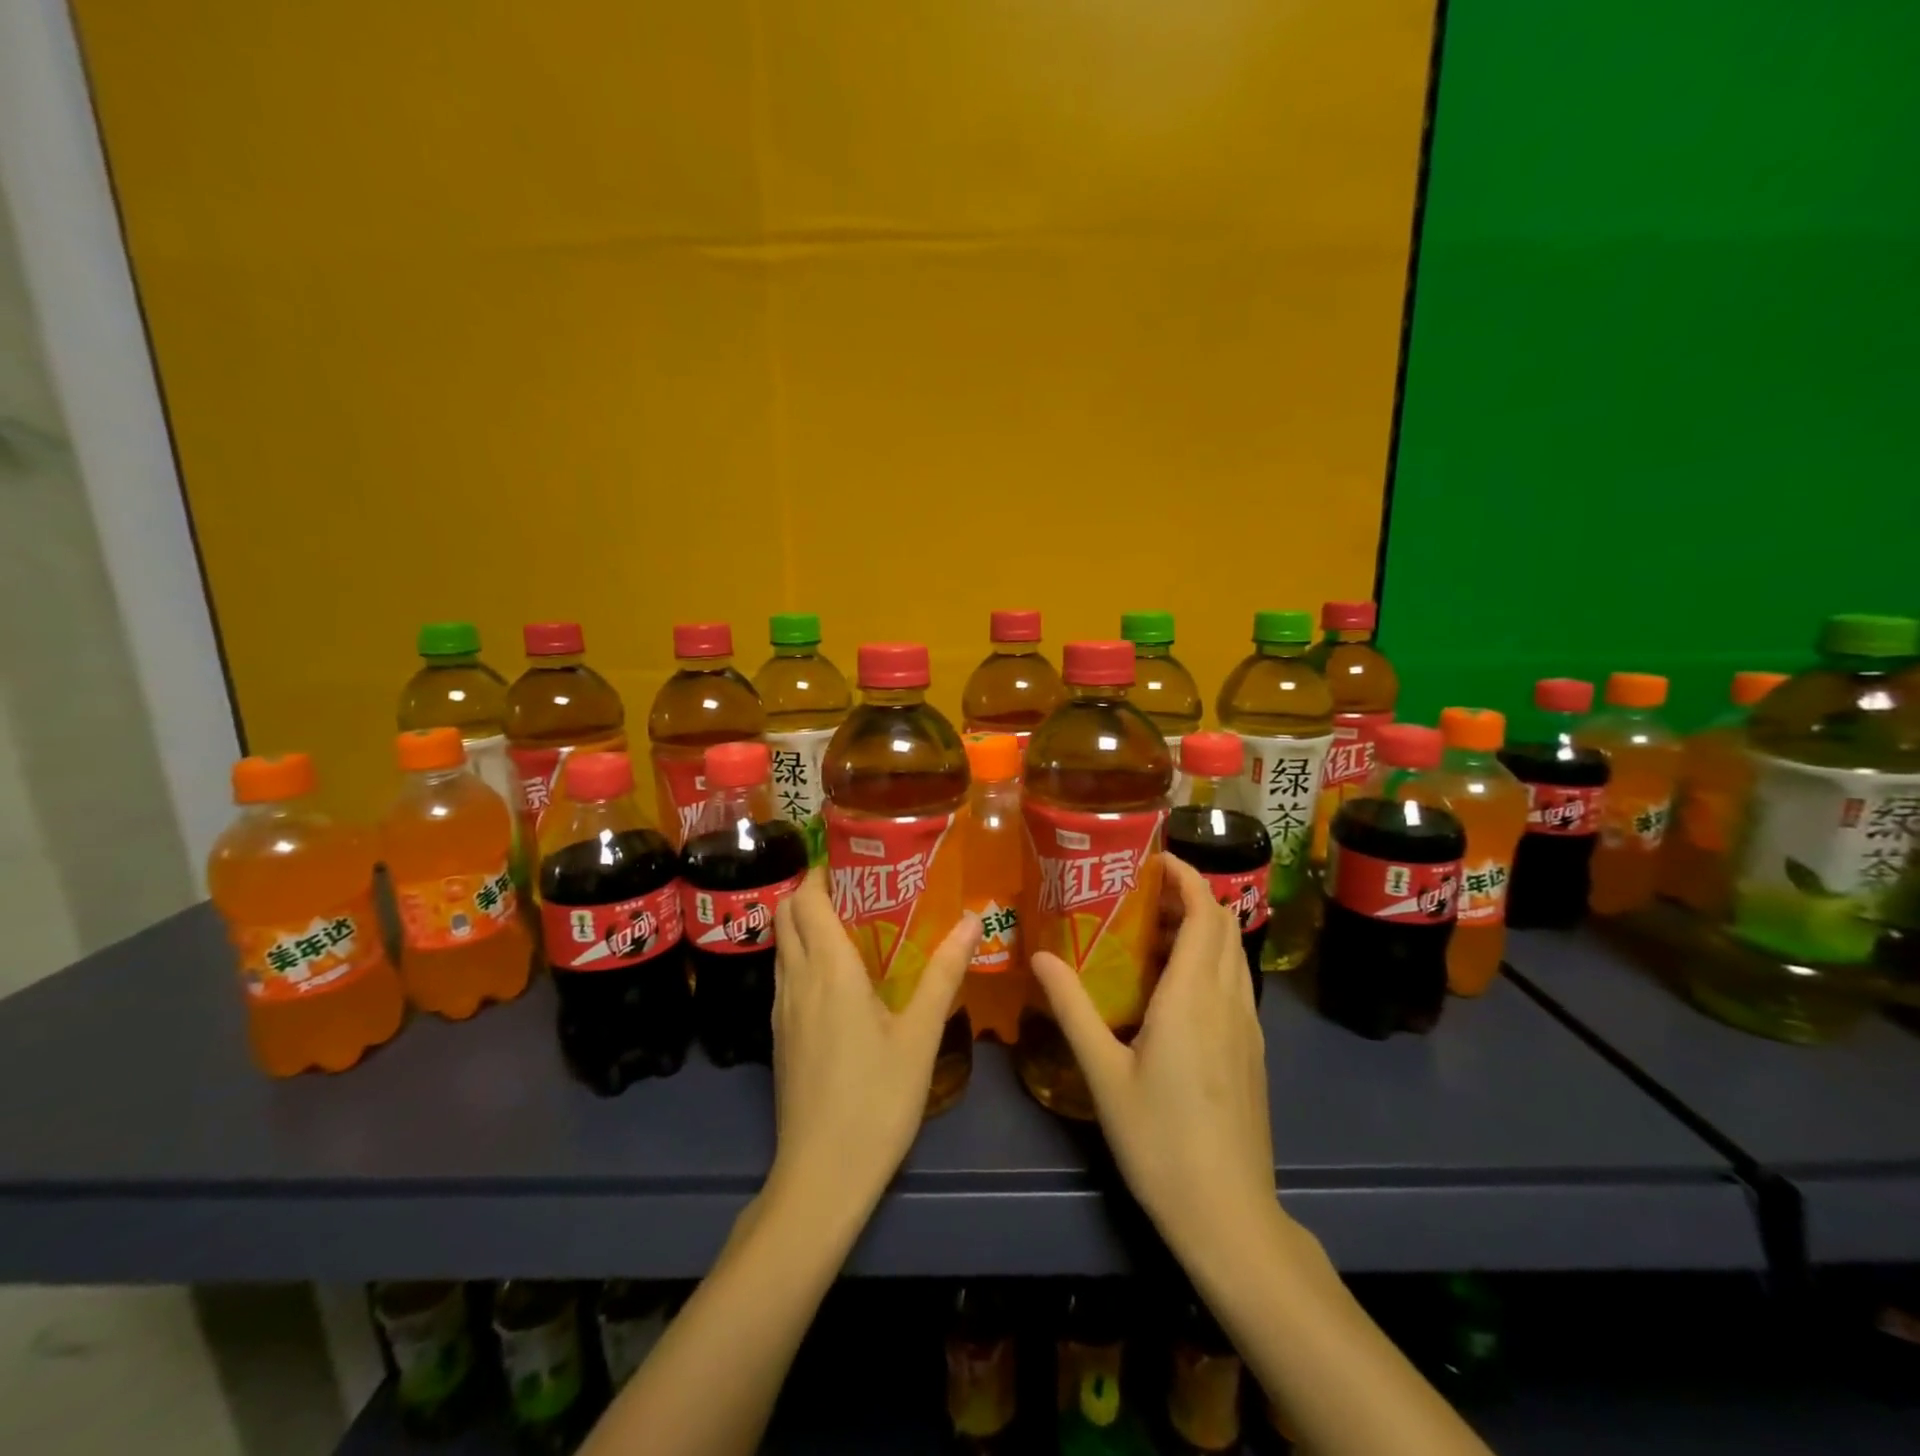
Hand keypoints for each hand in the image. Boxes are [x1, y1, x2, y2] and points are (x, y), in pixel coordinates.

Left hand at [767, 870, 980, 1221]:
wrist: (820, 1177)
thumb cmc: (876, 1099)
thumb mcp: (919, 1035)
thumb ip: (944, 973)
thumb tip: (972, 919)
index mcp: (828, 969)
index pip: (806, 899)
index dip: (822, 872)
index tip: (856, 861)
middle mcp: (796, 980)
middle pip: (785, 915)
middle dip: (812, 892)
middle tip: (860, 889)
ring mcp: (782, 1010)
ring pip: (782, 946)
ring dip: (805, 924)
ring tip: (854, 924)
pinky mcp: (779, 1036)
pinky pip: (785, 975)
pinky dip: (803, 956)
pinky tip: (840, 977)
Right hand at [1030, 854, 1277, 1261]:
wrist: (1228, 1215)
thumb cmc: (1159, 1139)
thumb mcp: (1103, 1072)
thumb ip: (1072, 1008)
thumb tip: (1039, 956)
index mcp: (1193, 996)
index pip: (1204, 912)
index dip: (1186, 877)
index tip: (1153, 860)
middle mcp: (1228, 1000)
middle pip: (1223, 925)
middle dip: (1190, 896)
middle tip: (1141, 894)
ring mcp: (1247, 1027)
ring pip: (1233, 954)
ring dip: (1202, 928)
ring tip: (1153, 932)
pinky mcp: (1253, 1051)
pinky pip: (1235, 983)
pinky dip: (1211, 961)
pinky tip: (1175, 988)